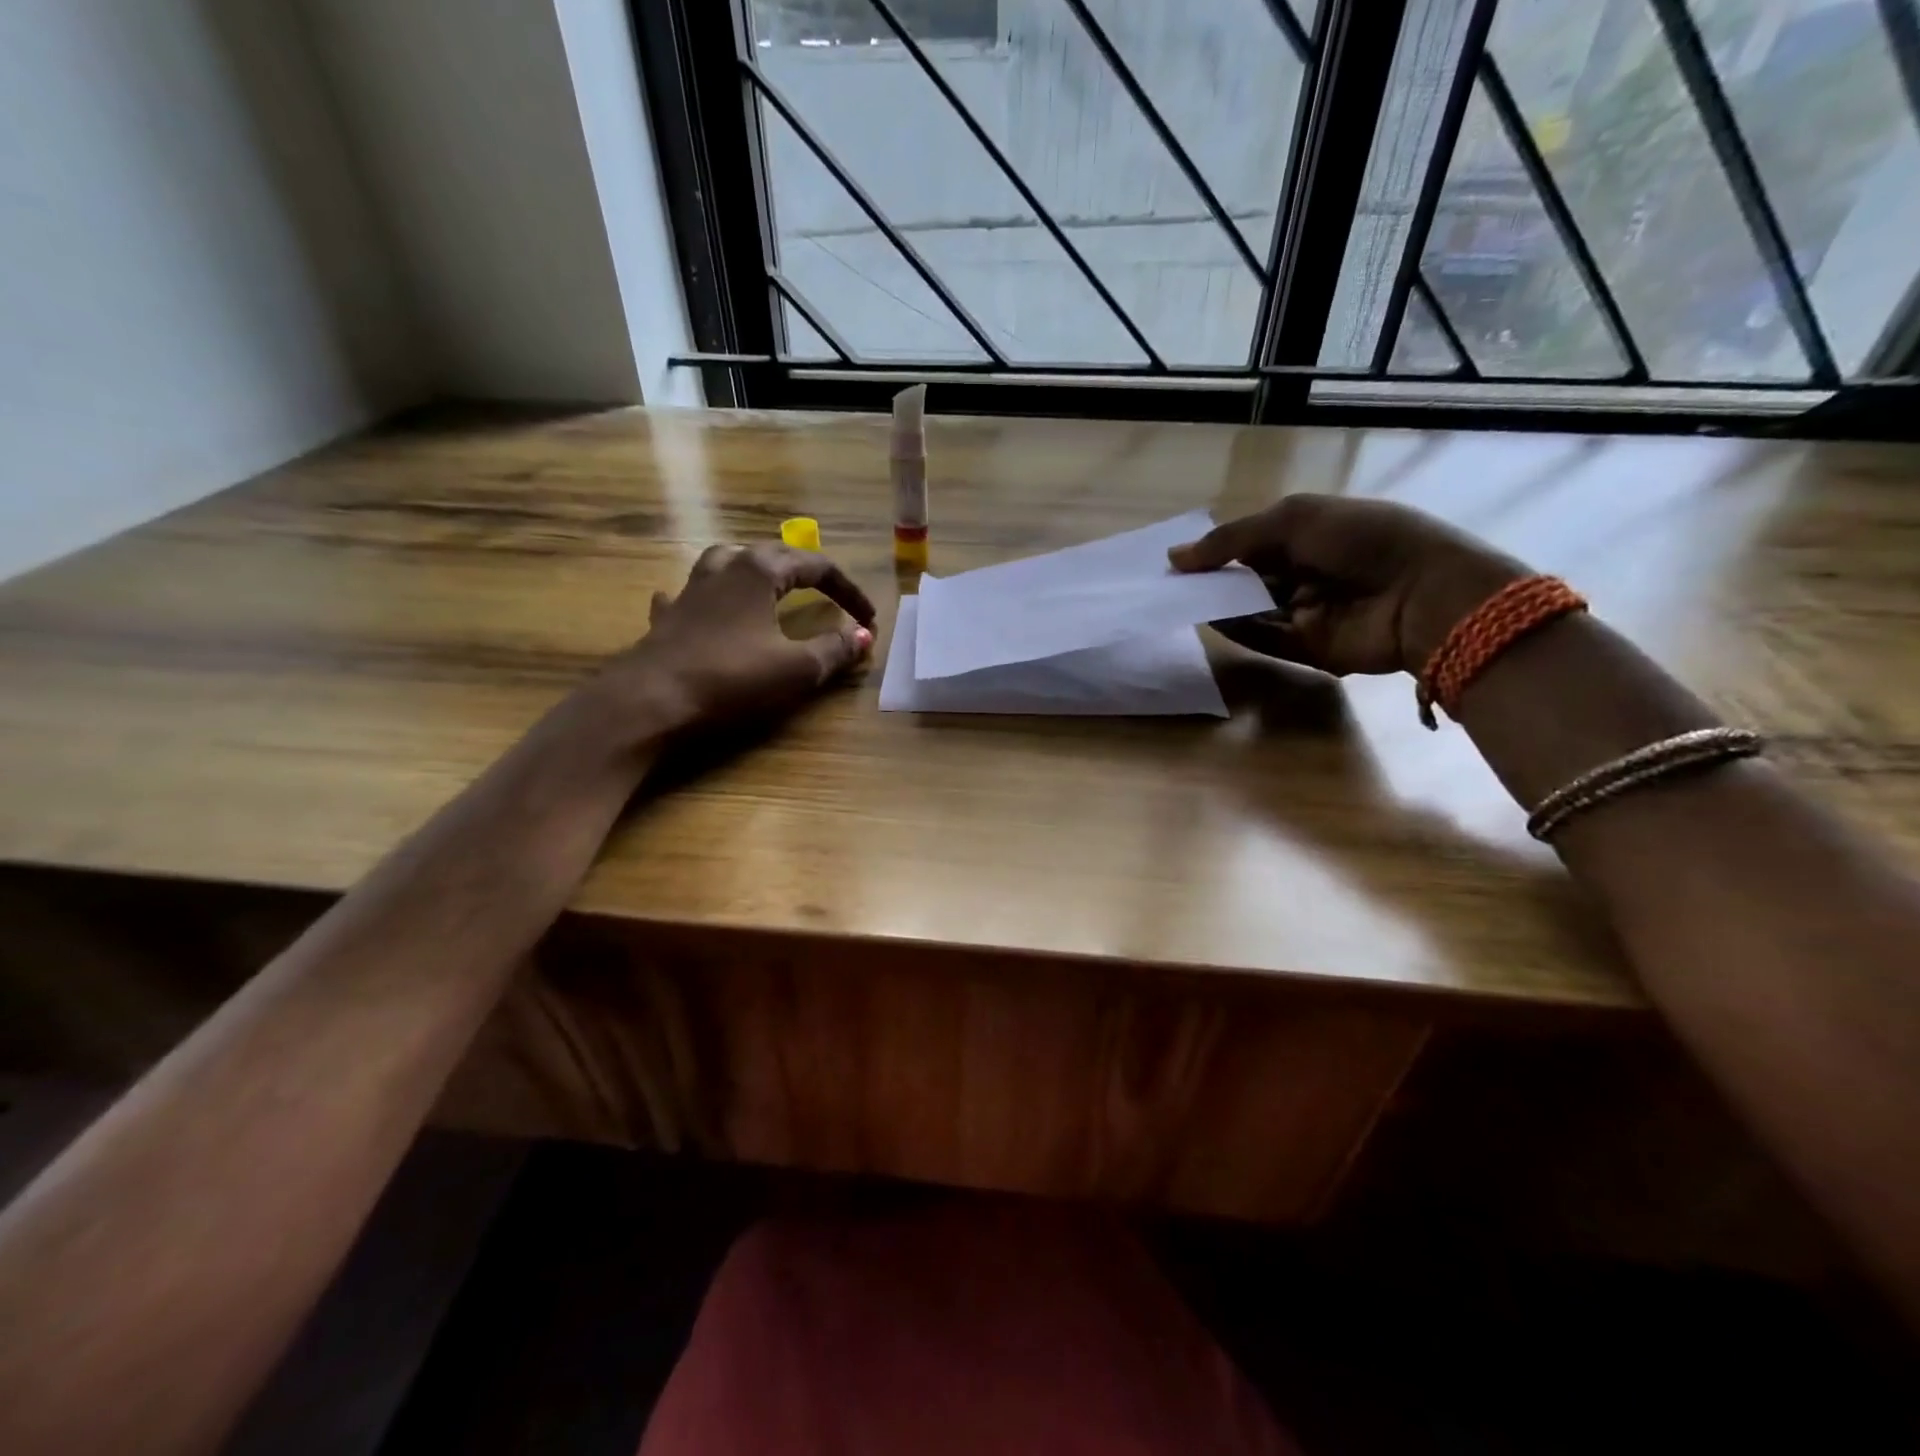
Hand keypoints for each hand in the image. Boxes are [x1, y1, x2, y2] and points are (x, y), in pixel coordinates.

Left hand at [600, 543, 875, 734]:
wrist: (652, 700)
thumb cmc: (732, 678)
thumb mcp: (797, 669)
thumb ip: (835, 649)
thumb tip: (864, 636)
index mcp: (759, 571)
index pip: (816, 567)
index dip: (848, 591)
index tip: (868, 619)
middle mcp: (724, 569)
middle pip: (771, 555)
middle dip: (806, 573)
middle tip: (828, 595)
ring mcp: (690, 591)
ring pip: (726, 563)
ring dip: (754, 571)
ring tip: (769, 587)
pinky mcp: (668, 618)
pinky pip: (689, 595)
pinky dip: (705, 598)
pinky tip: (703, 607)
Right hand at [1169, 495, 1525, 676]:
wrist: (1422, 595)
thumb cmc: (1362, 541)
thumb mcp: (1293, 521)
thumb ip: (1231, 540)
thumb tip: (1175, 557)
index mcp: (1310, 534)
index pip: (1252, 542)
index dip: (1217, 549)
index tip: (1177, 559)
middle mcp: (1307, 572)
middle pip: (1248, 578)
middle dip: (1213, 580)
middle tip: (1171, 585)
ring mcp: (1307, 611)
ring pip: (1252, 609)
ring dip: (1220, 606)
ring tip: (1180, 603)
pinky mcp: (1308, 646)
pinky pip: (1264, 638)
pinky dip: (1237, 632)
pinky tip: (1209, 622)